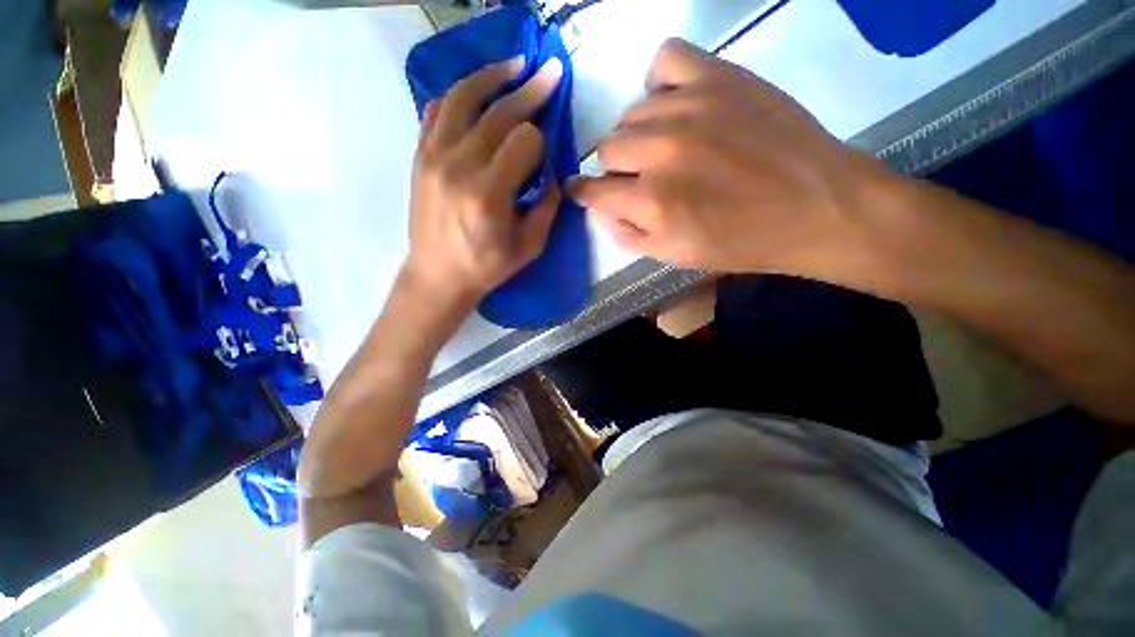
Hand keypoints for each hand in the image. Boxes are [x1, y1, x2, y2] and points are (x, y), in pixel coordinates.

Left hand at [403, 56, 563, 311]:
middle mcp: (458, 167)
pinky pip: (436, 110)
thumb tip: (553, 173)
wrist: (438, 275)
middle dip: (529, 91)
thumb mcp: (529, 247)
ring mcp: (433, 157)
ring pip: (463, 97)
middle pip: (498, 113)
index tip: (546, 151)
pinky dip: (458, 94)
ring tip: (514, 65)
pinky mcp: (420, 156)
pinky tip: (476, 90)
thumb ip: (547, 207)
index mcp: (489, 195)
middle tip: (549, 72)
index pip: (524, 142)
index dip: (541, 140)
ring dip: (492, 76)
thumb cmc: (486, 267)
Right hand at [569, 39, 902, 289]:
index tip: (584, 190)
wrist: (815, 206)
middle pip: (608, 148)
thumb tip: (603, 212)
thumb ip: (630, 236)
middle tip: (642, 177)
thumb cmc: (742, 242)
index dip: (583, 192)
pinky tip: (675, 103)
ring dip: (641, 133)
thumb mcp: (676, 257)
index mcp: (651, 202)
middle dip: (617, 168)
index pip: (592, 190)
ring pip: (632, 112)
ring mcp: (689, 108)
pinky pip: (665, 60)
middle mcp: (661, 153)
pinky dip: (661, 82)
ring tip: (667, 145)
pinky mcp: (719, 76)